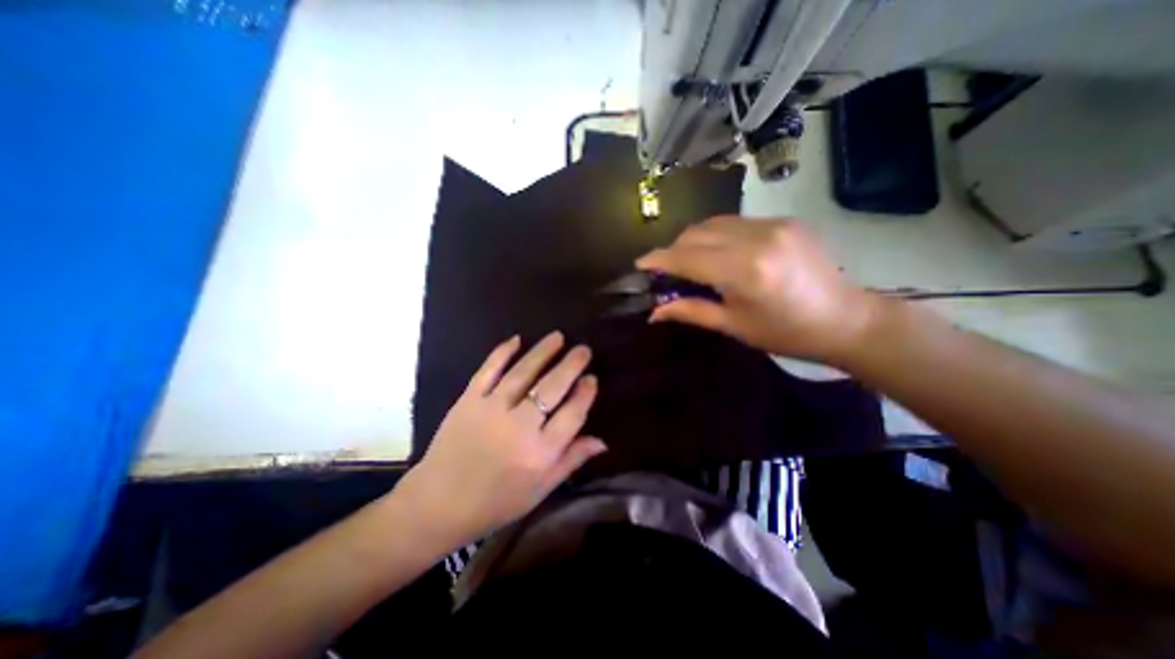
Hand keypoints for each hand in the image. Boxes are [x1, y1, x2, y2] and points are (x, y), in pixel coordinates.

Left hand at [401, 332, 609, 548]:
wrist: (437, 505)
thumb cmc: (495, 502)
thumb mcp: (540, 490)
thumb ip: (571, 461)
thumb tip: (602, 440)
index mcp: (539, 454)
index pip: (572, 415)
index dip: (585, 394)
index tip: (592, 378)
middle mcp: (519, 427)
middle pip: (551, 388)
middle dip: (571, 365)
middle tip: (583, 350)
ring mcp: (491, 410)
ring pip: (523, 374)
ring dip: (542, 352)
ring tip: (558, 337)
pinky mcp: (468, 401)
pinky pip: (488, 371)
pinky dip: (502, 353)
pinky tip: (516, 339)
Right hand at [634, 216, 881, 366]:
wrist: (846, 319)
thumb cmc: (786, 333)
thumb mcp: (734, 326)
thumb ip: (690, 311)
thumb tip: (654, 312)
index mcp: (743, 271)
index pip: (686, 257)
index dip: (659, 259)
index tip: (640, 264)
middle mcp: (756, 239)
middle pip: (696, 233)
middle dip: (674, 248)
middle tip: (668, 270)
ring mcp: (774, 224)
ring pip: (714, 222)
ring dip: (694, 239)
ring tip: (691, 261)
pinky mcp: (785, 220)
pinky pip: (736, 222)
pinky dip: (718, 235)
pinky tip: (721, 253)